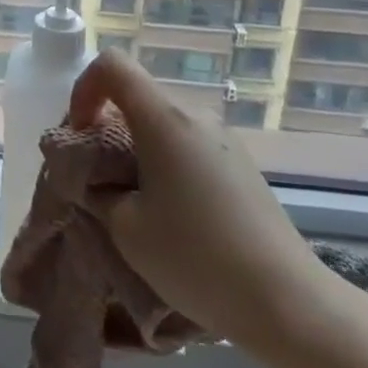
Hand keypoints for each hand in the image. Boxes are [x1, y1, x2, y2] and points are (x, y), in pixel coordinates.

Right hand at [69, 50, 340, 358]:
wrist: (287, 301)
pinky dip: (165, 163)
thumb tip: (96, 180)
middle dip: (107, 125)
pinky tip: (172, 214)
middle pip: (138, 95)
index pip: (112, 65)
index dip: (84, 89)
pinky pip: (188, 145)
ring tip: (133, 201)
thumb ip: (98, 191)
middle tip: (97, 176)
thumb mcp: (126, 228)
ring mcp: (224, 139)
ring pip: (163, 123)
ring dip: (137, 148)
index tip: (79, 133)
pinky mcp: (241, 165)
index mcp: (163, 118)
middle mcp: (195, 116)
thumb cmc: (196, 257)